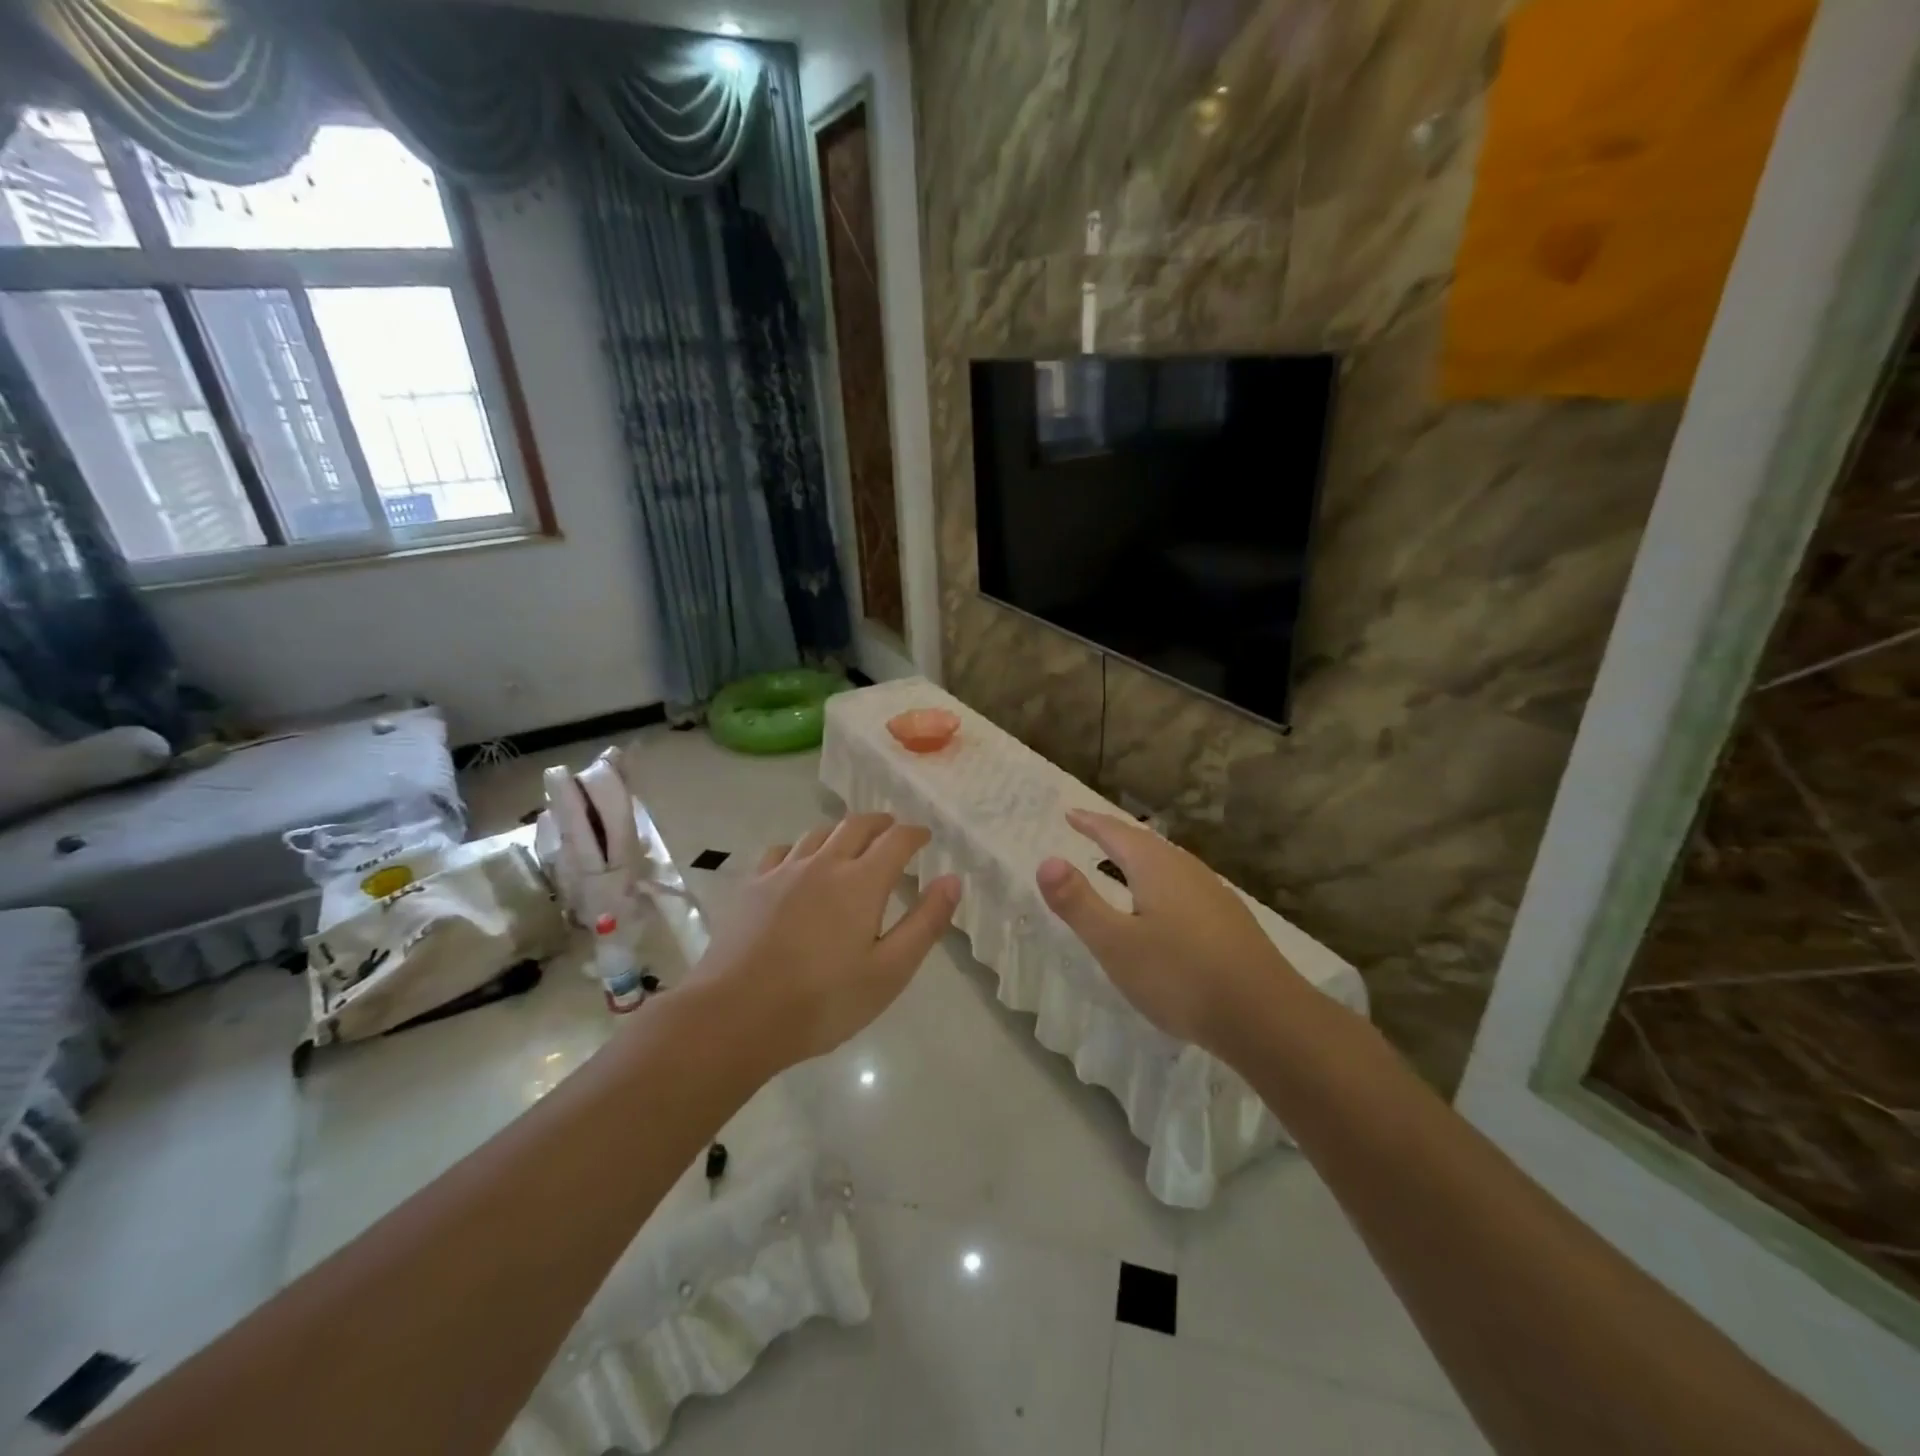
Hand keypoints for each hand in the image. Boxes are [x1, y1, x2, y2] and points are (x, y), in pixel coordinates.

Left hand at [692, 813, 960, 1072]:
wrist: (736, 1016)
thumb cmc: (823, 1001)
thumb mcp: (890, 971)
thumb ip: (925, 923)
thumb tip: (952, 879)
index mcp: (861, 882)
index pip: (897, 840)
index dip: (915, 834)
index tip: (926, 837)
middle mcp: (824, 864)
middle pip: (856, 825)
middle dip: (881, 824)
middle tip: (893, 831)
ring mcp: (783, 872)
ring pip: (819, 833)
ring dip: (842, 832)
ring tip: (851, 843)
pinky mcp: (752, 886)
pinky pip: (782, 851)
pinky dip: (802, 848)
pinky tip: (799, 864)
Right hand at [1036, 809, 1305, 1055]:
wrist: (1266, 1017)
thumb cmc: (1180, 977)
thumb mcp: (1116, 944)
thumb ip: (1079, 902)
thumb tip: (1046, 860)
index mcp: (1156, 867)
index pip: (1116, 833)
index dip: (1090, 823)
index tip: (1070, 813)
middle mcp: (1187, 870)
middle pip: (1145, 843)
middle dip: (1115, 836)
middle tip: (1091, 831)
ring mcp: (1214, 894)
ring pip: (1168, 864)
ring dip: (1140, 859)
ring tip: (1121, 864)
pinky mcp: (1230, 921)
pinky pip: (1184, 886)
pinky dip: (1160, 883)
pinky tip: (1163, 907)